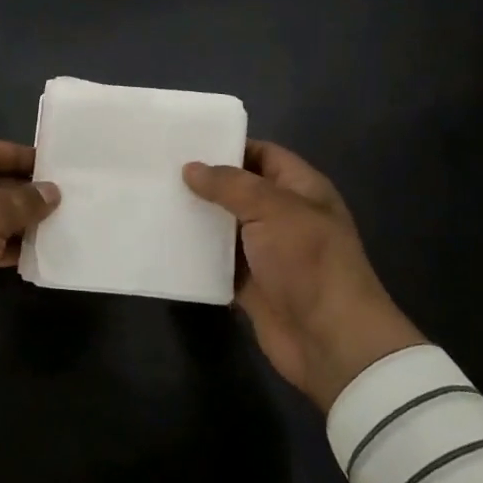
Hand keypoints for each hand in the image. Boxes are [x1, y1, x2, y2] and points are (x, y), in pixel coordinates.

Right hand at [183, 142, 424, 411]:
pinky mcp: (251, 284)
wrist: (330, 340)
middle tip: (158, 170)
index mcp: (301, 189)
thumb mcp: (273, 209)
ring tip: (153, 200)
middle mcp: (284, 216)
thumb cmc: (308, 261)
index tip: (186, 142)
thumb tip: (191, 168)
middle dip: (204, 182)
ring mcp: (267, 252)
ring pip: (225, 227)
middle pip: (239, 190)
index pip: (264, 155)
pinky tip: (162, 242)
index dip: (229, 146)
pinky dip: (195, 256)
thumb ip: (230, 185)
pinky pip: (218, 263)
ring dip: (196, 219)